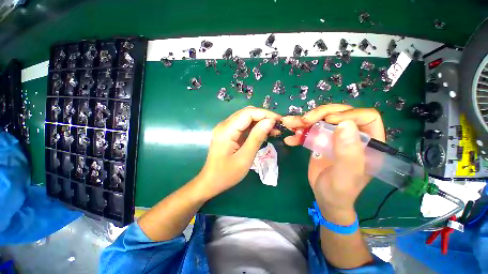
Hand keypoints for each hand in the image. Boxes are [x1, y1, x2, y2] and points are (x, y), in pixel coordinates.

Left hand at [196, 106, 280, 199]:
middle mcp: (224, 125)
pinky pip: (243, 125)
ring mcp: (225, 128)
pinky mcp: (228, 133)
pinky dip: (254, 127)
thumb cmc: (227, 174)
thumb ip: (257, 138)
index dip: (265, 114)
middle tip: (278, 125)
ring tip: (273, 130)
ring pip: (245, 118)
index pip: (248, 113)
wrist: (211, 181)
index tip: (279, 120)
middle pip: (247, 113)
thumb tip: (270, 122)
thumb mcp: (245, 158)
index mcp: (226, 130)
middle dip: (264, 117)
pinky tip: (263, 132)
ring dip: (260, 121)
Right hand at [281, 104, 384, 221]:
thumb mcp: (345, 175)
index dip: (347, 114)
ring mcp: (335, 137)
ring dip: (304, 121)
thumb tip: (345, 124)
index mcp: (370, 143)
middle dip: (320, 114)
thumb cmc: (339, 191)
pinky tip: (290, 139)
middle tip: (304, 121)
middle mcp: (353, 136)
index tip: (328, 121)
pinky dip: (298, 133)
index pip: (366, 117)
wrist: (325, 198)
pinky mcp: (321, 141)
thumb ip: (348, 153)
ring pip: (322, 119)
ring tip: (289, 123)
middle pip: (339, 114)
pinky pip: (310, 131)